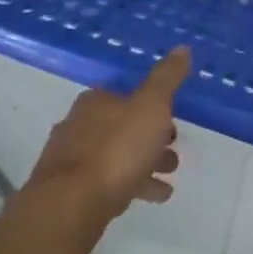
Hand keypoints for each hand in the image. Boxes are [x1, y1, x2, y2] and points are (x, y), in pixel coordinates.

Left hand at [23, 48, 190, 231]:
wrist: (70, 206)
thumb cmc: (116, 149)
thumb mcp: (152, 106)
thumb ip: (167, 78)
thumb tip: (182, 48)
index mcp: (96, 101)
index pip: (127, 95)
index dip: (153, 106)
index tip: (174, 120)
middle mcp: (79, 125)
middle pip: (122, 126)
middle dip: (150, 137)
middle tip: (174, 150)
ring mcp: (72, 160)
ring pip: (116, 156)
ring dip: (144, 162)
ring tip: (169, 175)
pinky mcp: (70, 192)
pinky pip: (109, 182)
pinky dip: (133, 184)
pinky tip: (155, 196)